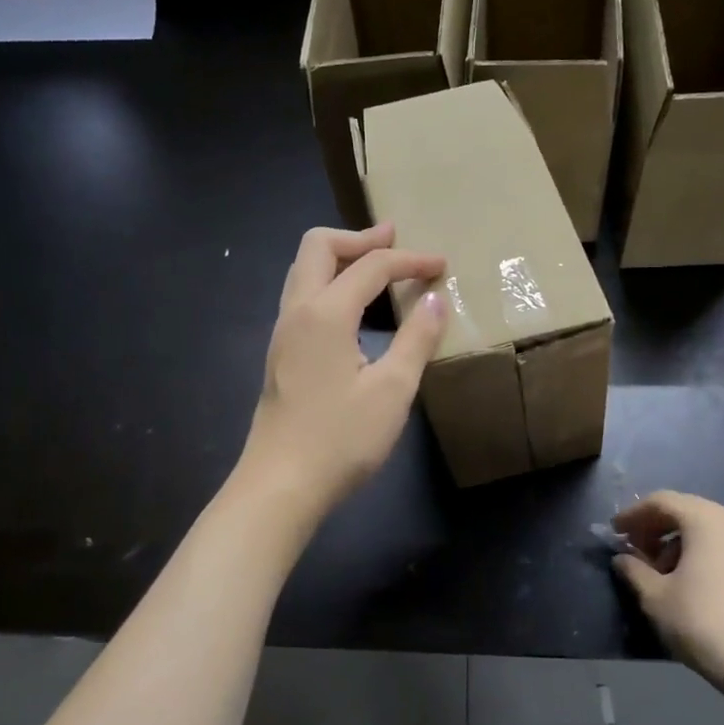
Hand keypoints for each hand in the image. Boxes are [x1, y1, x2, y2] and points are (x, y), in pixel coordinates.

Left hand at [238, 223, 446, 520]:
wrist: (280, 486)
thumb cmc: (341, 439)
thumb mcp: (392, 390)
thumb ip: (416, 339)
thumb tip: (436, 298)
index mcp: (325, 313)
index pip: (371, 266)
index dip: (410, 260)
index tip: (443, 265)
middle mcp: (296, 311)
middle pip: (319, 246)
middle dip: (360, 238)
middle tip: (396, 241)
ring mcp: (282, 333)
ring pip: (305, 270)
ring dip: (341, 259)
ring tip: (378, 268)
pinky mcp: (280, 354)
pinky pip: (303, 296)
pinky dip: (331, 284)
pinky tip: (355, 311)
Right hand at [613, 492, 723, 690]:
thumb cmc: (701, 621)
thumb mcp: (655, 596)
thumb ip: (634, 570)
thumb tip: (623, 559)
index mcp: (707, 519)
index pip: (662, 501)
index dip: (633, 514)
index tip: (615, 532)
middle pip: (687, 511)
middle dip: (657, 528)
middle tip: (636, 550)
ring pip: (709, 529)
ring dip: (680, 542)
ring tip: (662, 572)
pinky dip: (704, 554)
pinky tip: (693, 583)